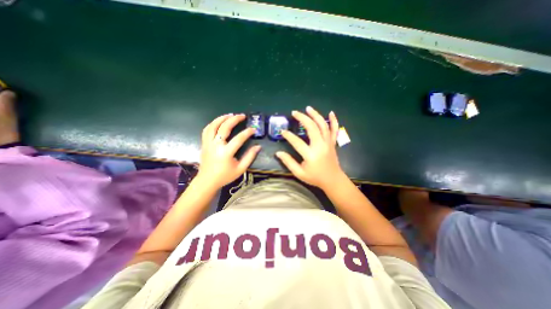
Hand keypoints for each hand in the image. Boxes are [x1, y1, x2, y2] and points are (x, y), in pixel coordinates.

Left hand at [196, 113, 260, 187]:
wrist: (207, 181)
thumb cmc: (225, 176)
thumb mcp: (240, 169)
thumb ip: (250, 157)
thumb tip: (258, 146)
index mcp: (226, 153)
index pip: (238, 138)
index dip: (247, 132)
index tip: (253, 129)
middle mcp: (216, 145)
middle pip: (224, 127)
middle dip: (234, 119)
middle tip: (242, 116)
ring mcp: (208, 143)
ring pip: (213, 126)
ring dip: (222, 118)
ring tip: (230, 115)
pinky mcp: (204, 143)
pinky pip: (206, 130)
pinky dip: (213, 123)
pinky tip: (219, 122)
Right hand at [278, 106, 345, 190]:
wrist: (333, 180)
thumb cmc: (315, 177)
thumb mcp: (299, 173)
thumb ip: (288, 162)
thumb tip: (278, 153)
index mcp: (311, 155)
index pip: (297, 142)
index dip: (288, 136)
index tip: (282, 131)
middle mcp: (320, 146)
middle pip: (311, 128)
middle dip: (302, 118)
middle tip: (294, 112)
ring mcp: (328, 143)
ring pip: (323, 125)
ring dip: (315, 115)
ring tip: (308, 108)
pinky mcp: (332, 143)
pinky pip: (335, 130)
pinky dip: (334, 120)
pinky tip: (331, 113)